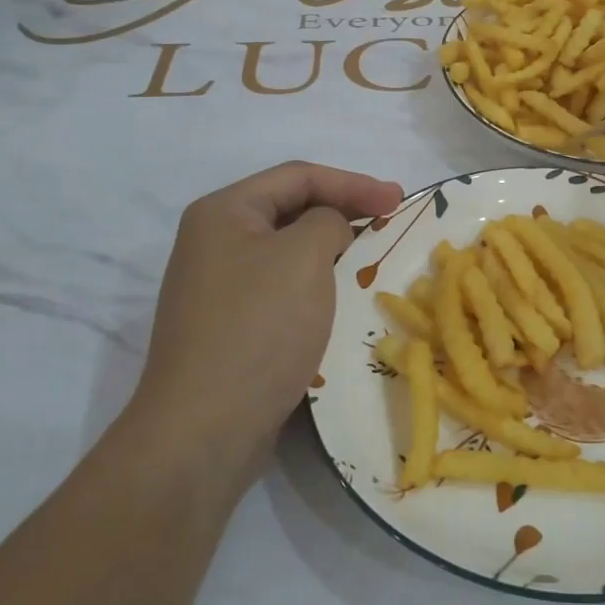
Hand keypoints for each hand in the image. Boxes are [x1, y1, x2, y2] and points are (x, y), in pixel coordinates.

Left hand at [129, 162, 401, 485]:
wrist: (205, 427)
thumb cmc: (259, 326)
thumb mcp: (304, 255)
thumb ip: (328, 221)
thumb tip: (328, 233)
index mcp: (223, 212)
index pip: (298, 176)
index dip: (354, 182)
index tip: (399, 199)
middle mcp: (214, 242)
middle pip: (291, 210)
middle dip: (344, 213)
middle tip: (391, 223)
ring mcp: (218, 287)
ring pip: (288, 253)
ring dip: (333, 252)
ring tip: (374, 260)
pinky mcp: (230, 327)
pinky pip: (281, 289)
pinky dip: (316, 286)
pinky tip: (343, 300)